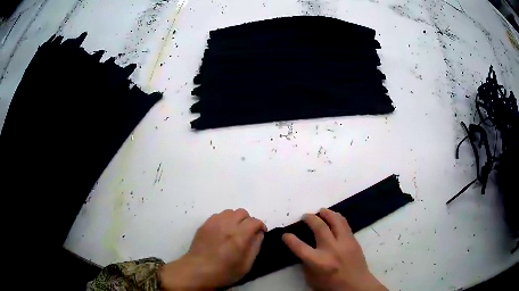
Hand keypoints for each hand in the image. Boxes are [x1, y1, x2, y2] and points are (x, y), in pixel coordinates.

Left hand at [159, 209, 266, 289]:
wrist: (198, 270)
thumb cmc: (224, 272)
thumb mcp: (246, 265)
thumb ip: (255, 247)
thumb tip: (259, 234)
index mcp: (239, 236)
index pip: (254, 221)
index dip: (260, 226)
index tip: (260, 233)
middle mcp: (226, 225)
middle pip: (242, 212)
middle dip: (248, 220)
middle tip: (247, 232)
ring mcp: (213, 223)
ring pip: (229, 212)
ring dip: (235, 219)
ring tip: (234, 231)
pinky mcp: (204, 224)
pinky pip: (218, 215)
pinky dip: (224, 220)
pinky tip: (222, 231)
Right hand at [282, 209, 386, 290]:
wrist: (356, 285)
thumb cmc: (331, 285)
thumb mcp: (312, 278)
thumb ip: (306, 263)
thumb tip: (303, 250)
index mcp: (318, 262)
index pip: (299, 247)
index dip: (289, 239)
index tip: (285, 235)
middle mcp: (331, 249)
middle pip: (319, 227)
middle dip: (310, 218)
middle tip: (305, 216)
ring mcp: (344, 243)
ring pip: (335, 221)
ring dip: (326, 213)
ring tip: (321, 211)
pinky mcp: (353, 240)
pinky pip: (345, 224)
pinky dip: (337, 218)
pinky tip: (334, 217)